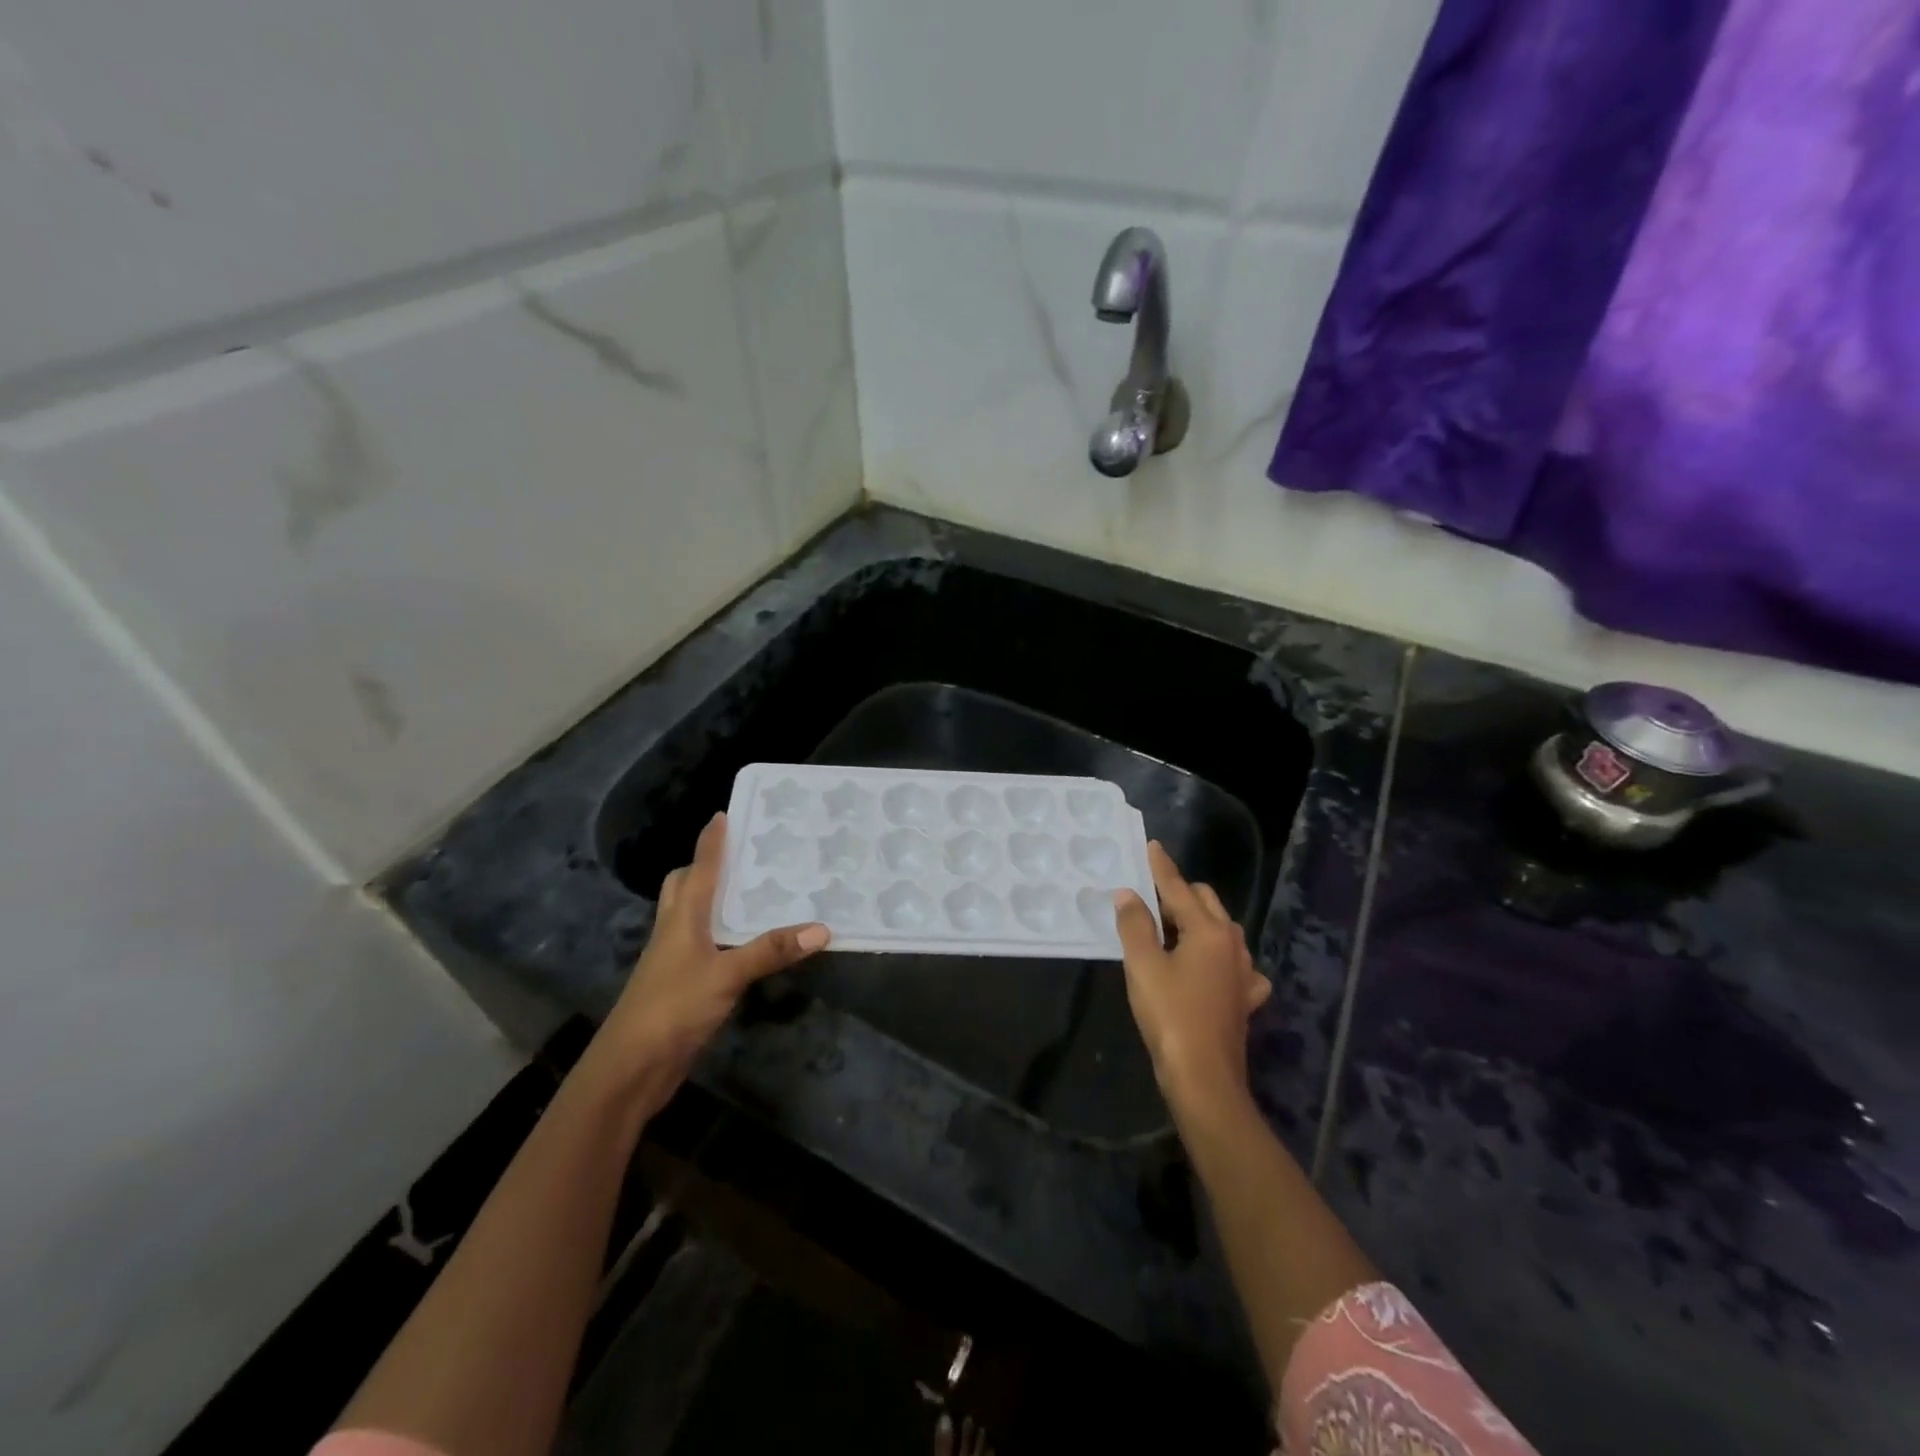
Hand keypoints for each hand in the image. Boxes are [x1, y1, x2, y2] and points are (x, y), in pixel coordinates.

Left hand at [590, 813, 829, 1097]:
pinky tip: (749, 945)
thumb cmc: (673, 1008)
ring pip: (693, 916)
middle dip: (706, 867)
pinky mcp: (682, 985)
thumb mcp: (726, 975)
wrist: (630, 1067)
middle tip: (744, 856)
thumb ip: (770, 951)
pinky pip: (705, 946)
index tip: (724, 814)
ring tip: (756, 892)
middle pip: (684, 887)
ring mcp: (675, 960)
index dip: (710, 842)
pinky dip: (724, 936)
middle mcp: (675, 931)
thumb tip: (821, 928)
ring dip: (716, 900)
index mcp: (682, 917)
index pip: (698, 869)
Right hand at [1115, 842, 1271, 1111]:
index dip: (1162, 868)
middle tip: (1148, 899)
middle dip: (1179, 894)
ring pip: (1221, 930)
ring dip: (1196, 922)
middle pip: (1205, 903)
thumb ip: (1135, 924)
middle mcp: (1232, 944)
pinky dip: (1216, 956)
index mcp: (1208, 931)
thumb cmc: (1170, 1016)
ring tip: (1169, 929)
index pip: (1179, 888)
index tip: (1152, 846)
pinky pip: (1233, 963)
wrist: (1204, 1077)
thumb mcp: (1143, 965)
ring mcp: (1243, 972)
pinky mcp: (1244, 998)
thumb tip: (1128, 894)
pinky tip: (1206, 968)